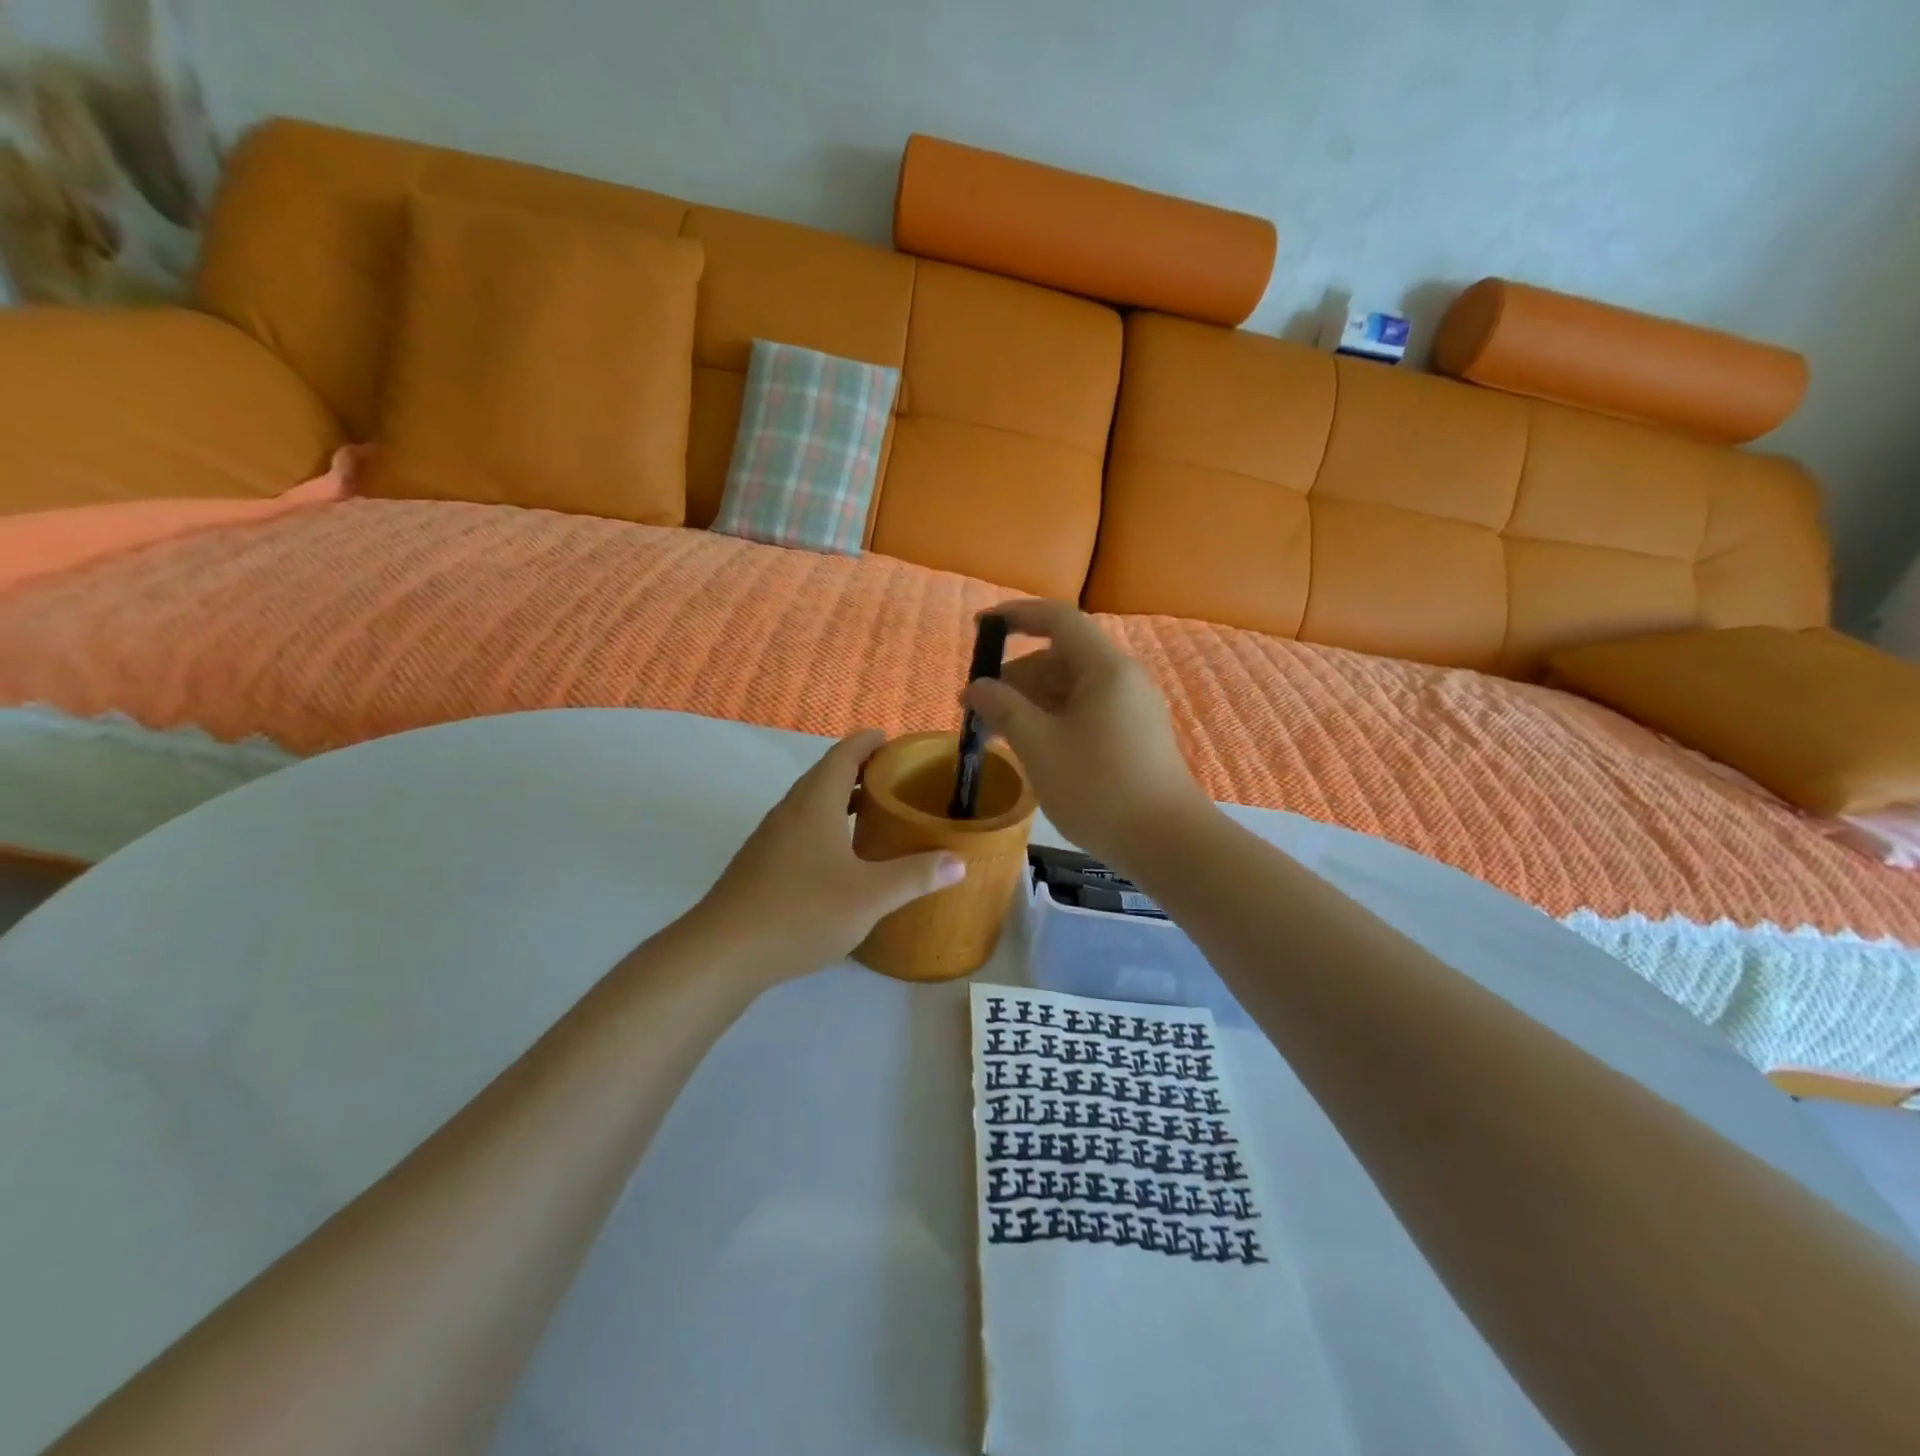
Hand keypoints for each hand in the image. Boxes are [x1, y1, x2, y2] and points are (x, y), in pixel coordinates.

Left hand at [687, 730, 966, 982]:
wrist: (723, 953)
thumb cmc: (801, 912)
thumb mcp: (870, 896)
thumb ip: (916, 876)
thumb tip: (959, 860)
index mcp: (815, 803)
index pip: (843, 755)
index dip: (867, 742)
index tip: (891, 738)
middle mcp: (789, 811)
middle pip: (825, 776)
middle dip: (858, 770)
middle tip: (894, 777)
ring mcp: (769, 838)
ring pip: (809, 804)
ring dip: (840, 799)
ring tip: (873, 812)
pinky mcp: (759, 864)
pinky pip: (799, 828)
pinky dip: (825, 825)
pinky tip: (840, 857)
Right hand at [965, 600, 1210, 869]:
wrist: (1167, 843)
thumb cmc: (1099, 788)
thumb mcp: (1040, 746)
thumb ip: (1004, 709)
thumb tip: (977, 687)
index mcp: (1105, 668)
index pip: (1058, 619)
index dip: (1016, 617)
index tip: (980, 628)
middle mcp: (1122, 679)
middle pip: (1061, 658)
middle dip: (1015, 677)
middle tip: (977, 709)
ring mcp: (1131, 709)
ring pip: (1071, 689)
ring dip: (1030, 703)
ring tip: (996, 733)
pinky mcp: (1133, 736)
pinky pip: (1084, 712)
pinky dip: (1052, 720)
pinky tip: (1030, 747)